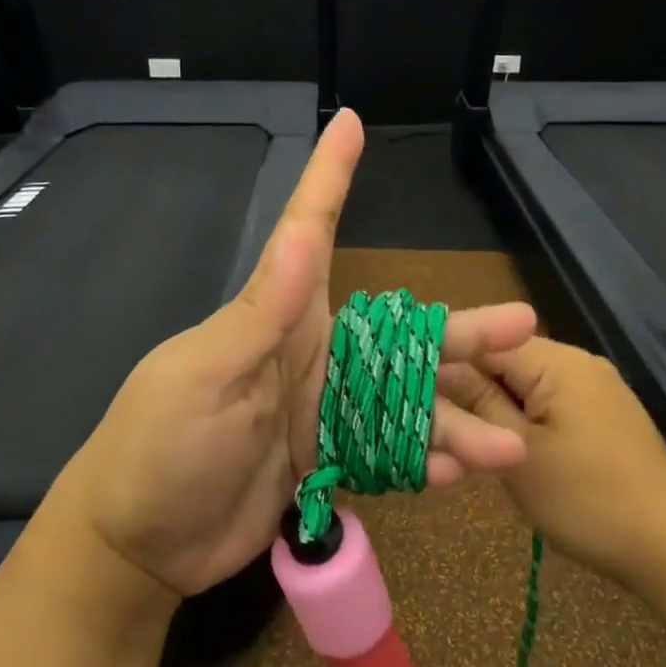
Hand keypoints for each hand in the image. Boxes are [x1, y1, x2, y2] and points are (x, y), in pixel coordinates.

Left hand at [51, 109, 537, 598]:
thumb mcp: (206, 376)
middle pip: (399, 336)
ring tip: (511, 443)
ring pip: (405, 403)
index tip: (348, 123)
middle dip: (459, 333)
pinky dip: (422, 463)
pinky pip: (387, 455)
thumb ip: (262, 314)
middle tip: (523, 327)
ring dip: (455, 420)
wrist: (142, 543)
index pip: (308, 234)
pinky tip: (460, 473)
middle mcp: (309, 356)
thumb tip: (305, 239)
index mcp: (277, 320)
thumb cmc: (162, 446)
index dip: (330, 178)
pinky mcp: (326, 460)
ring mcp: (322, 410)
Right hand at [440, 337, 665, 590]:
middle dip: (473, 394)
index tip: (420, 399)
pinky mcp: (603, 417)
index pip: (483, 341)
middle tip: (446, 434)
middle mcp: (577, 363)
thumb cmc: (588, 498)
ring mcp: (594, 390)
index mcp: (556, 361)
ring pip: (524, 388)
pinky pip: (548, 407)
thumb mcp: (517, 452)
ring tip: (473, 448)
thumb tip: (438, 368)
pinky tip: (511, 456)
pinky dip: (524, 426)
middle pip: (504, 363)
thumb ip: (476, 403)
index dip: (447, 366)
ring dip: (496, 413)